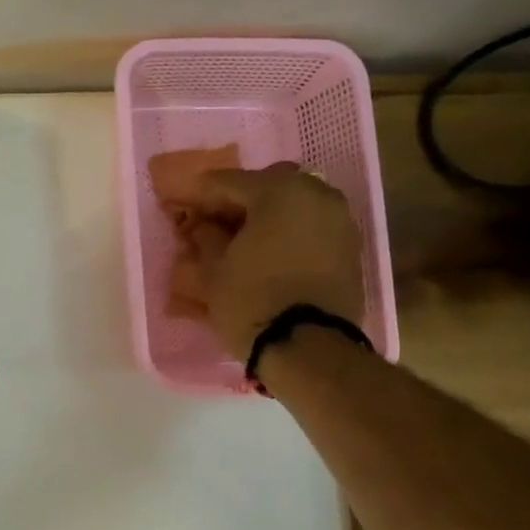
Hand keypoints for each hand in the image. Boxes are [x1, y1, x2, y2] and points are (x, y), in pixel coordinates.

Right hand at [196, 164, 365, 360]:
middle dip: (238, 200)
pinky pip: (310, 227)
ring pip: (293, 205)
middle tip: (212, 221)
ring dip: (266, 216)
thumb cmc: (251, 300)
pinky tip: (266, 253)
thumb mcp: (213, 269)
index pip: (229, 182)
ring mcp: (340, 220)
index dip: (200, 194)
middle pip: (267, 187)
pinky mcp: (350, 248)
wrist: (308, 347)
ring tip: (240, 240)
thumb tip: (204, 226)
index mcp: (280, 191)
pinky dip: (287, 233)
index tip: (180, 203)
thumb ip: (206, 237)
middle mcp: (317, 194)